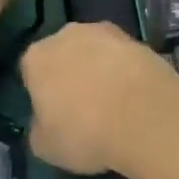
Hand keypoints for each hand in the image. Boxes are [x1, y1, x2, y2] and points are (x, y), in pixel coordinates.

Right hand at [20, 22, 178, 174]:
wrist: (146, 116)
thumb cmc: (85, 132)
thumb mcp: (45, 147)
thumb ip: (39, 127)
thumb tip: (46, 121)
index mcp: (37, 57)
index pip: (31, 72)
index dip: (42, 93)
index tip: (54, 114)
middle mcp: (68, 34)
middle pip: (64, 54)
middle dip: (71, 74)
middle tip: (84, 106)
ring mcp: (107, 32)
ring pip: (97, 52)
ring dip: (101, 69)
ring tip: (115, 102)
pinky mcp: (139, 40)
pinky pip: (124, 58)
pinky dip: (127, 71)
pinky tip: (136, 96)